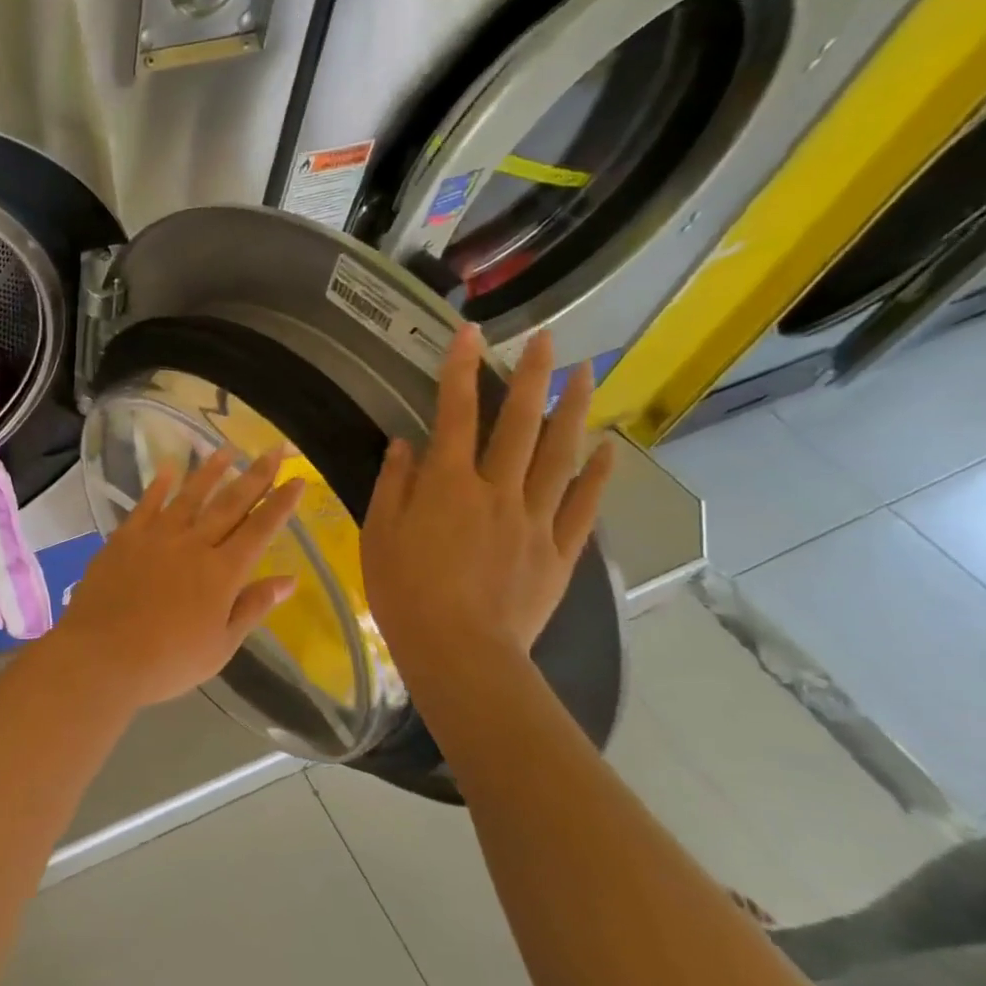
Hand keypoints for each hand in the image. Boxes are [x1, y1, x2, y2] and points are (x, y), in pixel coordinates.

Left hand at [45, 446, 304, 710]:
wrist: (102, 656)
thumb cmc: (168, 661)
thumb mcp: (221, 645)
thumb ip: (253, 607)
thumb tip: (290, 580)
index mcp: (222, 572)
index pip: (260, 529)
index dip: (281, 503)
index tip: (298, 479)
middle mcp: (193, 544)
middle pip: (230, 504)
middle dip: (256, 475)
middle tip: (274, 449)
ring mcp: (156, 537)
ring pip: (190, 496)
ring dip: (210, 471)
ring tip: (227, 450)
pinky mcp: (124, 538)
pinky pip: (146, 504)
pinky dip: (159, 485)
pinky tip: (169, 469)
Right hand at [362, 326, 613, 674]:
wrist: (460, 652)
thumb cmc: (405, 594)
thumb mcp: (379, 536)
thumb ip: (394, 486)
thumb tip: (405, 445)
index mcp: (448, 486)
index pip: (454, 416)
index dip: (459, 370)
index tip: (468, 333)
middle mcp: (497, 491)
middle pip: (518, 424)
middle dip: (530, 376)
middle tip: (546, 338)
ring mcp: (535, 520)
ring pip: (559, 455)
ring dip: (572, 411)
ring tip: (584, 374)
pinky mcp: (559, 551)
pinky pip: (582, 506)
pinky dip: (596, 476)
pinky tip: (606, 450)